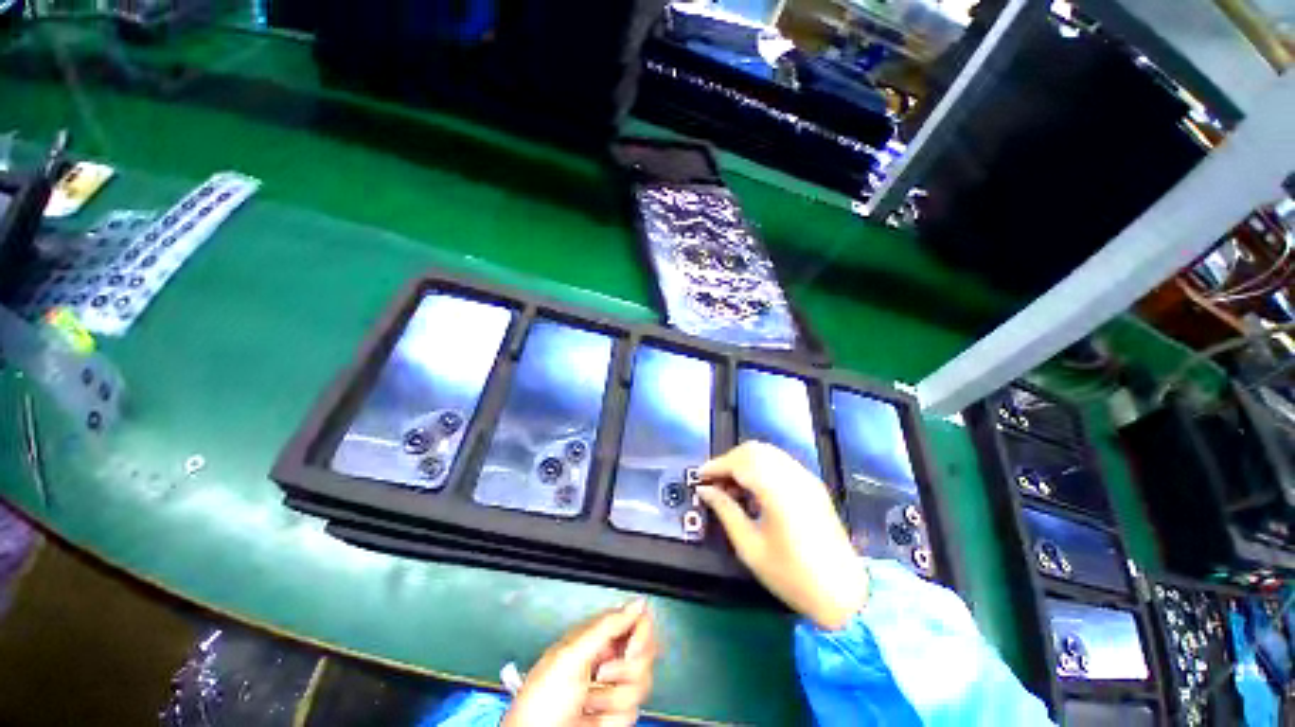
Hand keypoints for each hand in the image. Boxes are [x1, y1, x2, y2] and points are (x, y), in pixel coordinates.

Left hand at [502, 599, 656, 726]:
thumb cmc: (543, 700)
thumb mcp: (571, 656)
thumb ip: (606, 626)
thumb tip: (638, 602)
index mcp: (595, 636)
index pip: (634, 620)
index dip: (641, 633)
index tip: (631, 650)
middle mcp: (607, 658)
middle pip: (643, 654)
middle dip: (626, 670)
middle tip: (601, 677)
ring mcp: (611, 688)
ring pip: (641, 685)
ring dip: (615, 699)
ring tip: (589, 703)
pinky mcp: (614, 715)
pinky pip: (633, 712)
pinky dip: (613, 720)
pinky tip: (593, 719)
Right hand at [697, 442, 867, 629]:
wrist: (844, 595)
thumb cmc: (792, 576)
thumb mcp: (750, 547)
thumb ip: (725, 511)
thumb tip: (705, 490)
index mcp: (778, 490)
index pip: (740, 462)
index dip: (716, 466)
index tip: (699, 477)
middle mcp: (793, 475)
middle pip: (753, 450)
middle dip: (729, 460)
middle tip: (714, 482)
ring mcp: (806, 477)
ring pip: (767, 453)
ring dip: (744, 462)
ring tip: (730, 486)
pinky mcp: (813, 484)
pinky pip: (780, 462)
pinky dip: (761, 467)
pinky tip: (753, 488)